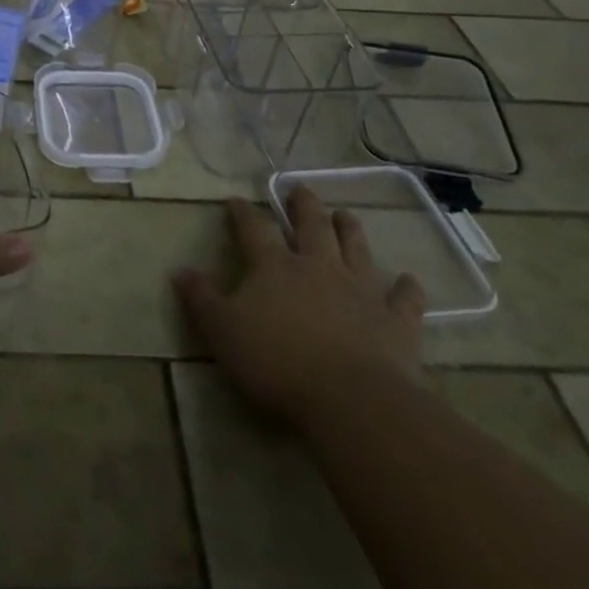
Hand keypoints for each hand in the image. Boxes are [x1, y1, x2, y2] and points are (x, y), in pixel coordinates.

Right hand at [176, 191, 425, 424]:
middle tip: (301, 189)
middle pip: (311, 225)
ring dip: (350, 230)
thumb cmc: (277, 363)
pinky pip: (405, 298)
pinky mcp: (396, 320)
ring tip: (346, 215)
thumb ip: (201, 299)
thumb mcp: (222, 332)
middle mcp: (318, 266)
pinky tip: (408, 280)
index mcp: (274, 267)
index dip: (243, 213)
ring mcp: (361, 290)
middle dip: (304, 205)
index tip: (236, 200)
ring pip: (356, 248)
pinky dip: (407, 288)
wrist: (351, 399)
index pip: (253, 229)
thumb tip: (180, 269)